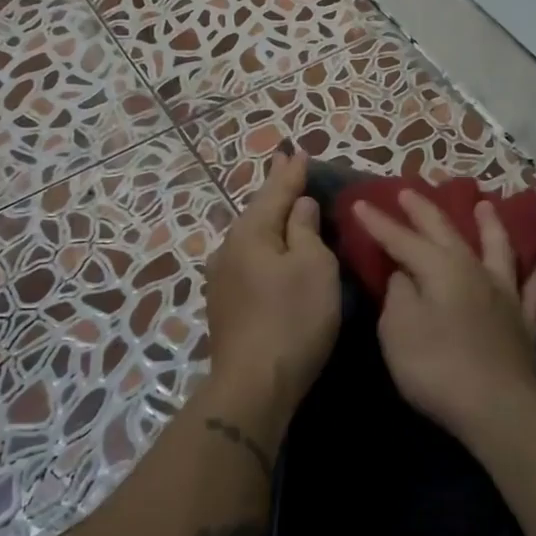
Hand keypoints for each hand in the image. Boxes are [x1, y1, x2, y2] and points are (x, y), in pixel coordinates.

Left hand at [204, 151, 341, 416]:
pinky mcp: (225, 304)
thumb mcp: (313, 267)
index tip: (298, 150)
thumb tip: (299, 205)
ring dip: (271, 221)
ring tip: (286, 207)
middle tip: (291, 170)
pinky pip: (250, 261)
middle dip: (277, 192)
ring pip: (252, 238)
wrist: (254, 385)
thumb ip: (305, 229)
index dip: (291, 172)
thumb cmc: (292, 319)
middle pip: (259, 212)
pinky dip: (266, 248)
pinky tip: (274, 251)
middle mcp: (228, 249)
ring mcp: (222, 278)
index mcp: (250, 233)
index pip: (275, 192)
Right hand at [351, 191, 535, 444]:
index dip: (379, 222)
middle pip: (446, 233)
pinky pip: (532, 289)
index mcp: (440, 268)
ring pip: (498, 248)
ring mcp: (504, 294)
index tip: (361, 203)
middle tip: (409, 191)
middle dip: (424, 211)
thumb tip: (405, 274)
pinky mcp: (523, 321)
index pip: (402, 239)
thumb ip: (399, 293)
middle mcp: (474, 270)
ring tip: (484, 205)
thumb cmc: (436, 365)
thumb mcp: (398, 328)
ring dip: (489, 225)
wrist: (497, 406)